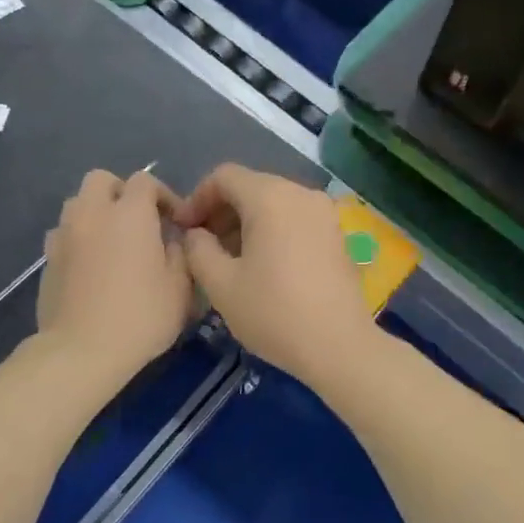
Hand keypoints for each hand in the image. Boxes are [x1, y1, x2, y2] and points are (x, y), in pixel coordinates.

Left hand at [36, 169, 193, 387]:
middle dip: (121, 192)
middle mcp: (92, 213)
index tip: (175, 221)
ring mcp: (64, 235)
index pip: (145, 180)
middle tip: (138, 221)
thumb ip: (180, 253)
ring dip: (96, 213)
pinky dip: (78, 238)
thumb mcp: (180, 288)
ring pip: (77, 204)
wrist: (81, 351)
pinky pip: (63, 233)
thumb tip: (171, 241)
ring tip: (112, 241)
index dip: (163, 194)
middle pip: (101, 180)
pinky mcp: (47, 259)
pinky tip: (90, 264)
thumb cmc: (140, 317)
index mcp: (130, 214)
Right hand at [174, 164, 372, 385]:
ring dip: (245, 221)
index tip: (184, 230)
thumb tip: (196, 234)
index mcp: (270, 197)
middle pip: (251, 186)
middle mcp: (300, 193)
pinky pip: (294, 217)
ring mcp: (324, 212)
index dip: (196, 198)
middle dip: (221, 210)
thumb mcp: (221, 284)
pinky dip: (271, 229)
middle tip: (203, 246)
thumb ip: (198, 249)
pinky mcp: (336, 233)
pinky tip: (262, 264)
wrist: (339, 346)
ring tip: (229, 258)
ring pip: (274, 202)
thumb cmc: (274, 312)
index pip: (224, 176)